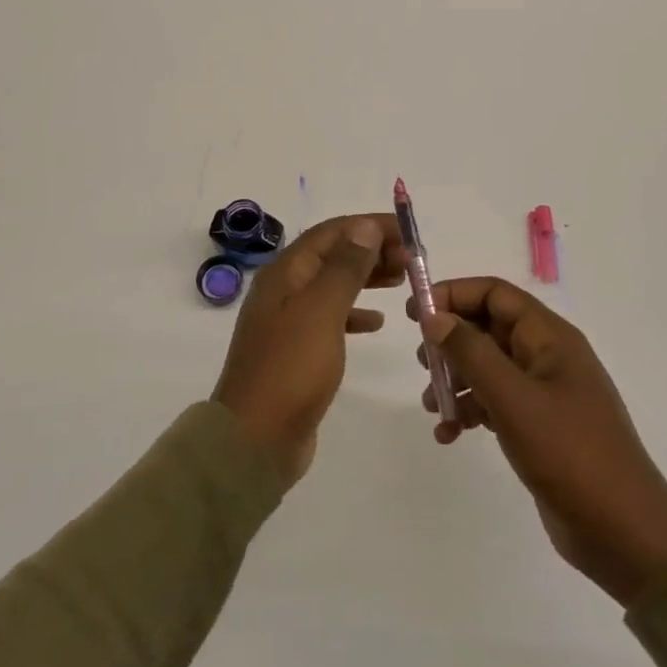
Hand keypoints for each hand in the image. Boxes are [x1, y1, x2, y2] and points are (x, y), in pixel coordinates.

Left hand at [213, 214, 405, 485]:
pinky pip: (331, 317)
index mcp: (285, 273)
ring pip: (334, 285)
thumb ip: (345, 267)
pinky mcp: (297, 350)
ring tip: (402, 279)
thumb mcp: (322, 311)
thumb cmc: (291, 369)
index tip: (408, 231)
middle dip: (371, 250)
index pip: (332, 232)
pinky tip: (377, 323)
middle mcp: (284, 289)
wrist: (255, 440)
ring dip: (366, 277)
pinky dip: (355, 313)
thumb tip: (365, 227)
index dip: (370, 226)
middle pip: (332, 255)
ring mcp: (288, 321)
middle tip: (412, 259)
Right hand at [410, 278, 666, 606]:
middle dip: (451, 341)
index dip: (454, 295)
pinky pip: (495, 403)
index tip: (416, 312)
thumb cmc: (570, 454)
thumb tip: (434, 315)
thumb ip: (471, 352)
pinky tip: (449, 434)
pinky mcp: (539, 427)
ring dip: (455, 380)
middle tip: (422, 362)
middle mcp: (547, 357)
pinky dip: (470, 411)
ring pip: (488, 367)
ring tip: (432, 405)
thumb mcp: (513, 398)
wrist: (624, 534)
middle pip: (489, 328)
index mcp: (550, 337)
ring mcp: (544, 393)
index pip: (496, 294)